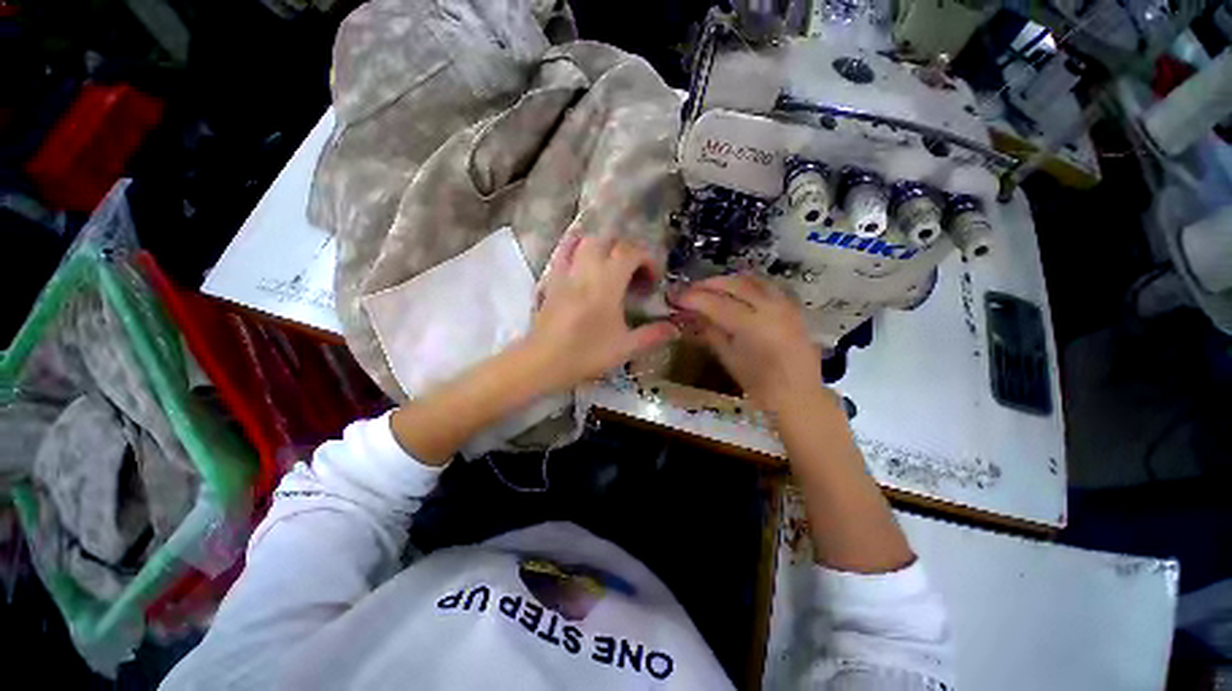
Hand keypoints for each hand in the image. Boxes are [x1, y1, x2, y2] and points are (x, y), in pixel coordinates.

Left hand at [522, 234, 678, 392]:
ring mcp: (565, 271)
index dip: (647, 260)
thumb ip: (653, 335)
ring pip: (584, 241)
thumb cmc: (586, 354)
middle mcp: (586, 269)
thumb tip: (676, 329)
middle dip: (626, 252)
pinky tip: (583, 264)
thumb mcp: (625, 348)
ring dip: (603, 247)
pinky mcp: (551, 279)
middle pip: (609, 241)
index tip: (652, 281)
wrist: (543, 362)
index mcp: (607, 282)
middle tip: (634, 275)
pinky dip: (577, 249)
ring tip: (610, 267)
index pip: (630, 252)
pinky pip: (563, 252)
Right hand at [673, 274, 821, 412]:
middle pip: (734, 285)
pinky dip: (746, 284)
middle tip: (689, 290)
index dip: (692, 298)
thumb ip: (710, 332)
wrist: (799, 395)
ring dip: (727, 281)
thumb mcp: (728, 359)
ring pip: (752, 280)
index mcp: (752, 326)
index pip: (715, 303)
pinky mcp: (792, 307)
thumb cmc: (759, 385)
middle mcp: (770, 308)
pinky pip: (766, 286)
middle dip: (708, 285)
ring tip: (709, 288)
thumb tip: (690, 315)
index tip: (675, 297)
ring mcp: (785, 305)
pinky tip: (735, 292)